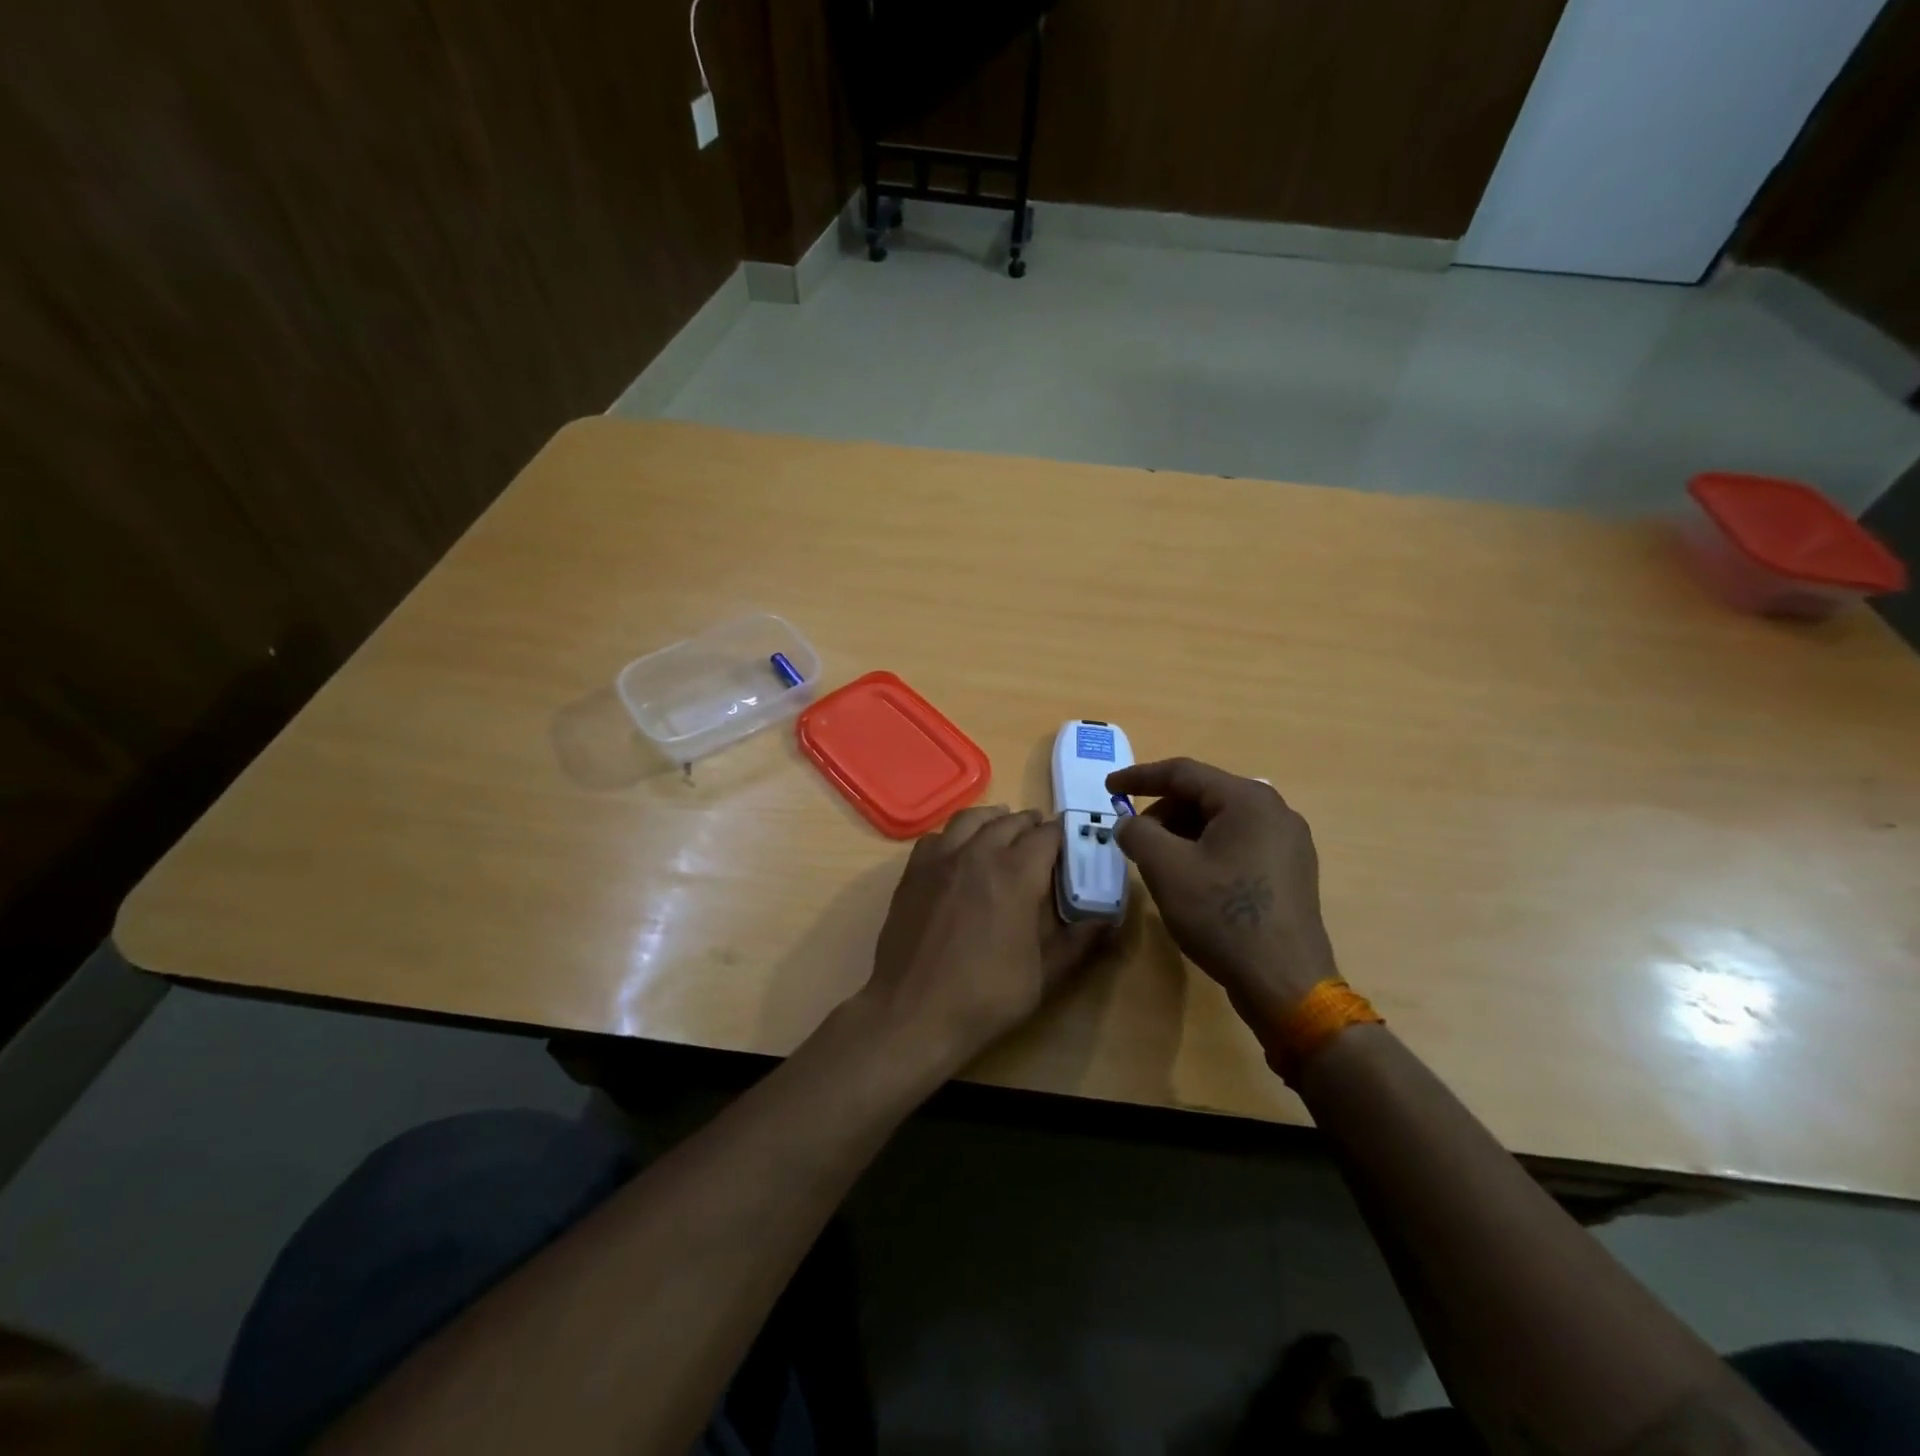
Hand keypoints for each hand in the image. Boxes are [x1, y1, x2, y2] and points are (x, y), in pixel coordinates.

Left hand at [859, 806, 1108, 1067]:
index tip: (1073, 841)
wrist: (914, 1011)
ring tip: (1003, 827)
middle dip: (1031, 824)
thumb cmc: (986, 996)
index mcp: (1016, 874)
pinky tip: (959, 850)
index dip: (1063, 834)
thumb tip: (1107, 920)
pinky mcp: (913, 871)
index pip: (1047, 835)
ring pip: (971, 818)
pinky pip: (938, 836)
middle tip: (1042, 836)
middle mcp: (979, 853)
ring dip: (993, 819)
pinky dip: (956, 834)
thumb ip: (1077, 942)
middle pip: (1010, 822)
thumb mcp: (1044, 975)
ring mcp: (941, 859)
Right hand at [1106, 758, 1338, 1026]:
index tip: (1108, 789)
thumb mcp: (1167, 869)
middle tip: (1133, 836)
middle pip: (1205, 795)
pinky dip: (1207, 849)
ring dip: (1183, 832)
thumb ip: (1138, 833)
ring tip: (1157, 860)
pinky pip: (1239, 843)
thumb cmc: (1223, 916)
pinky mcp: (1291, 872)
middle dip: (1162, 810)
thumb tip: (1128, 823)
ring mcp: (1289, 843)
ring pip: (1222, 821)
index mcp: (1248, 800)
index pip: (1183, 772)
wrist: (1284, 982)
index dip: (1139, 777)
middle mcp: (1275, 811)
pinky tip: (1190, 877)